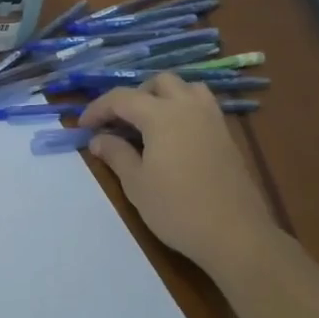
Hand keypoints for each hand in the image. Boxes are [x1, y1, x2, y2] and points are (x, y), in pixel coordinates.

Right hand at [80, 74, 282, 281]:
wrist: (235, 235)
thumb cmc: (177, 209)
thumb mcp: (136, 183)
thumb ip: (115, 154)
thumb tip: (99, 139)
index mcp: (162, 115)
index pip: (122, 98)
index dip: (98, 108)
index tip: (83, 127)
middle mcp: (189, 107)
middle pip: (158, 82)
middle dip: (134, 96)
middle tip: (118, 122)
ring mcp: (212, 120)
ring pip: (186, 88)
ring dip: (163, 96)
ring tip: (149, 122)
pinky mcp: (227, 136)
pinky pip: (202, 106)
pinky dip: (183, 109)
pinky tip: (173, 137)